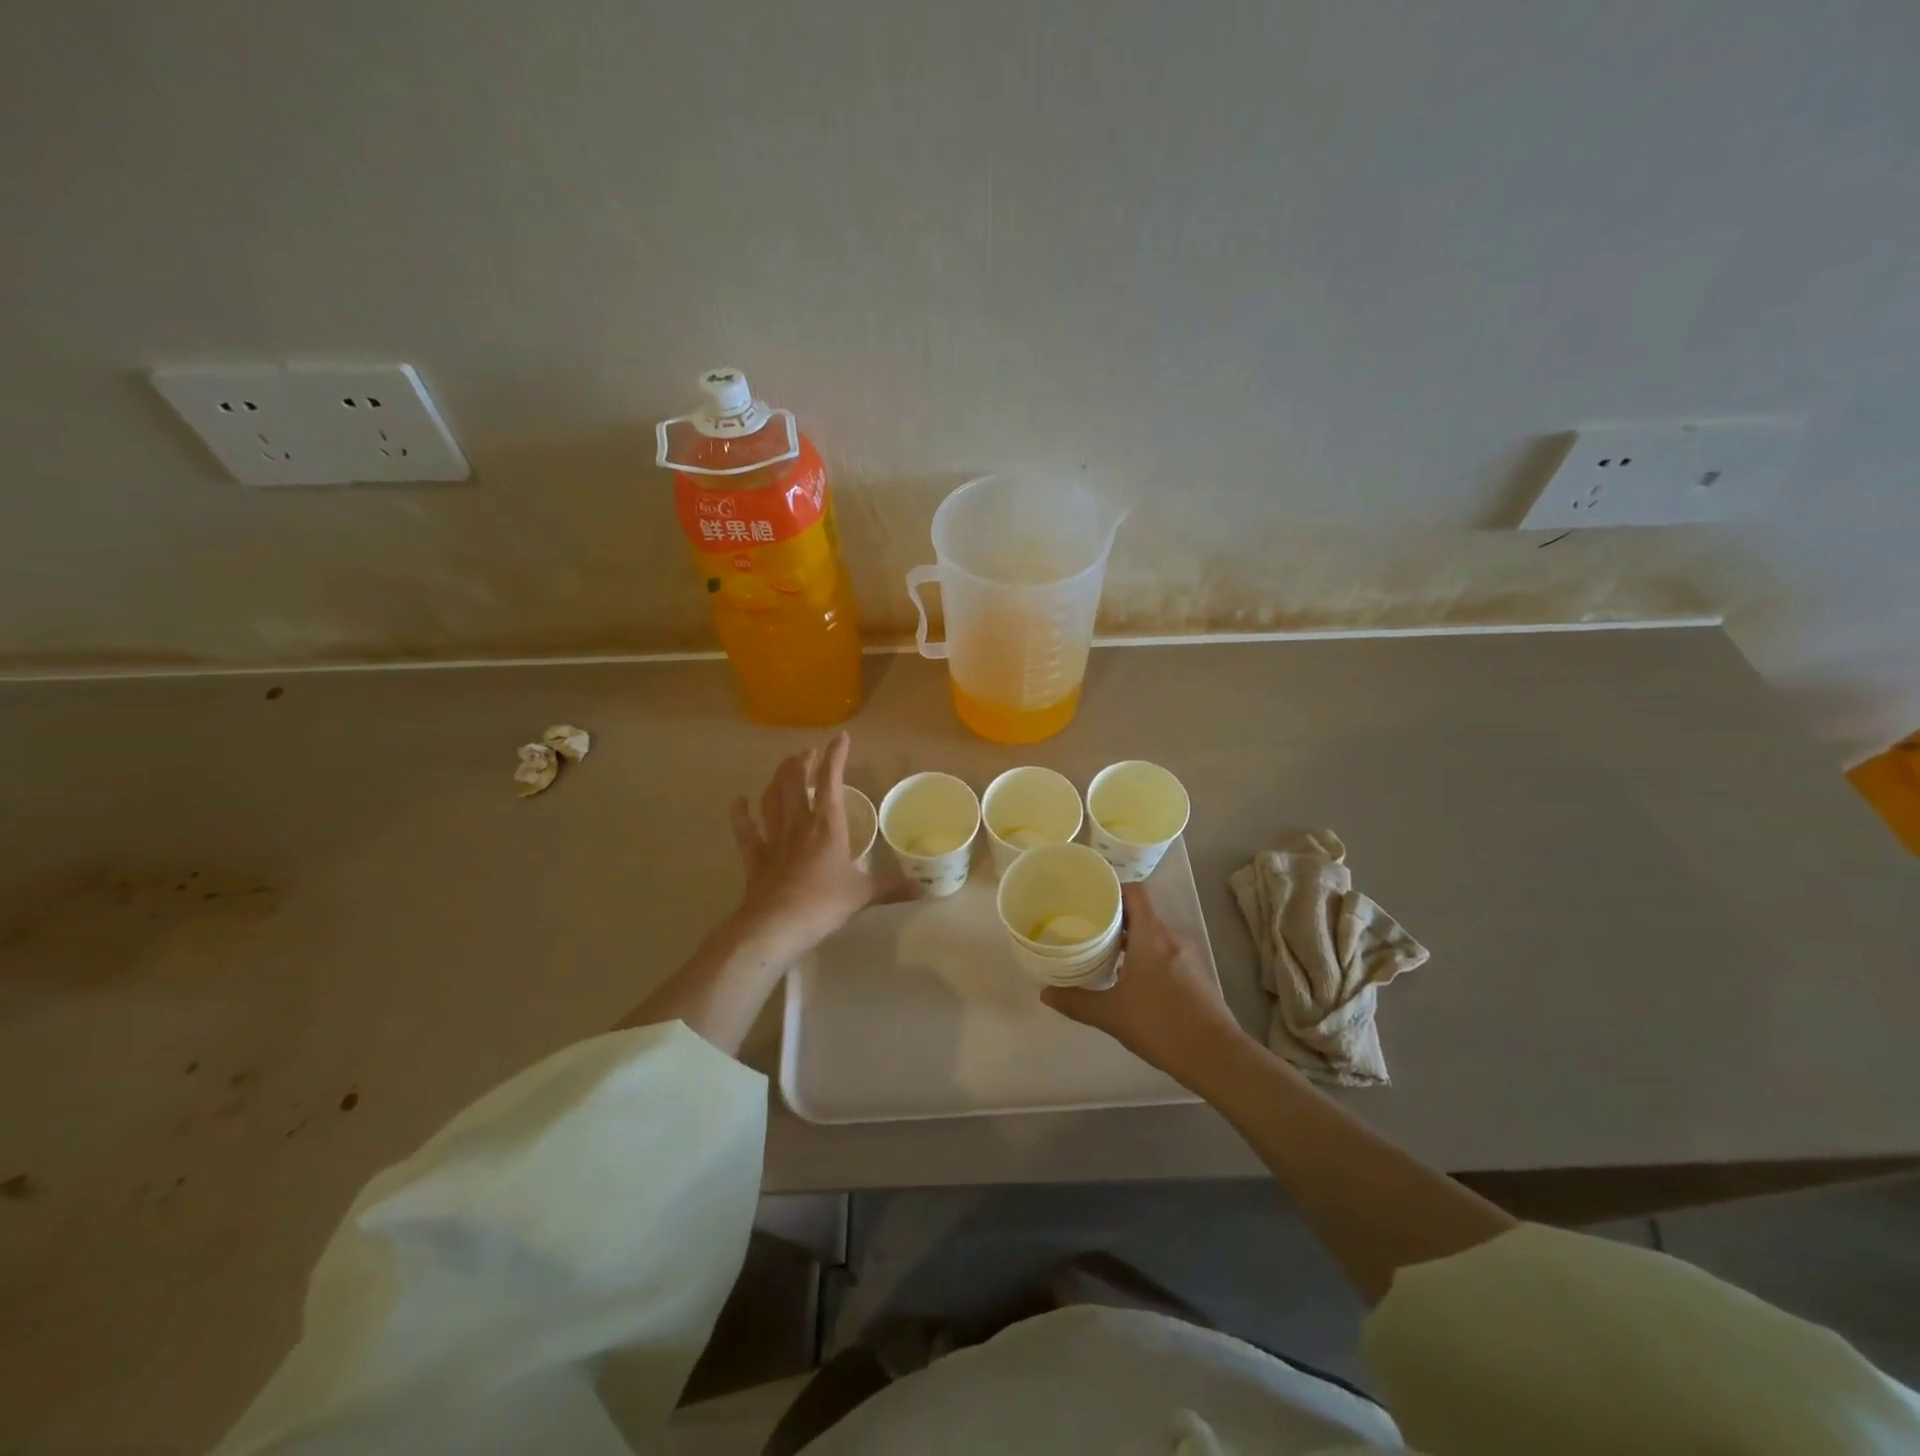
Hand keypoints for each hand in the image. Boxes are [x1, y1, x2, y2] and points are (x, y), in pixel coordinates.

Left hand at [728, 733, 904, 957]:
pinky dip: (740, 814)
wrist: (777, 925)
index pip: (831, 781)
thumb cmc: (823, 903)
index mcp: (827, 825)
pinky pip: (745, 830)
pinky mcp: (755, 857)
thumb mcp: (863, 895)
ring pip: (772, 799)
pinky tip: (739, 801)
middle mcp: (799, 824)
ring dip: (776, 780)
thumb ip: (891, 888)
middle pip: (795, 782)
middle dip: (801, 763)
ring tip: (782, 769)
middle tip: (806, 753)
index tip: (841, 738)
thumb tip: (922, 889)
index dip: (836, 756)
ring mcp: (773, 838)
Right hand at [1043, 883, 1246, 1083]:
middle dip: (1115, 918)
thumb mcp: (1111, 1015)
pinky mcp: (1196, 975)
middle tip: (1087, 927)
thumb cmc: (1160, 1025)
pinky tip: (1130, 980)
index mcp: (1151, 936)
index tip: (1091, 899)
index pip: (1136, 892)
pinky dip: (1146, 957)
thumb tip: (1045, 993)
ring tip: (1103, 953)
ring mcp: (1188, 957)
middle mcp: (1171, 938)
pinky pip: (1166, 953)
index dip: (1114, 889)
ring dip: (1131, 940)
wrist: (1216, 1056)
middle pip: (1142, 913)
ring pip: (1154, 935)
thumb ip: (1076, 1001)